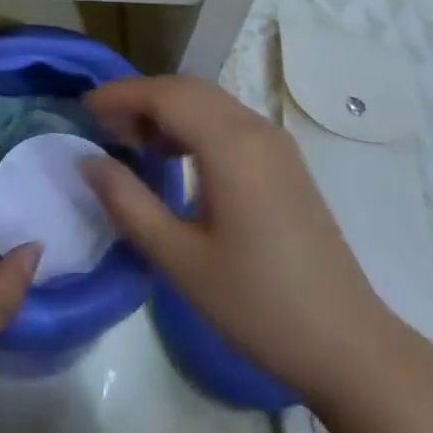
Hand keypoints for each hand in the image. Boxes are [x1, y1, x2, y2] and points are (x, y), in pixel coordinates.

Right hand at [80, 74, 385, 404]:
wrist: (348, 344)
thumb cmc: (258, 305)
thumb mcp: (181, 260)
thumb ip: (129, 204)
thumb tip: (89, 161)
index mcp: (230, 144)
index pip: (165, 94)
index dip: (120, 94)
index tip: (84, 109)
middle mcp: (254, 127)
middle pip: (187, 88)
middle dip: (142, 98)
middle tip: (106, 128)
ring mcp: (275, 141)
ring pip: (209, 100)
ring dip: (169, 108)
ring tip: (136, 143)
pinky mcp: (285, 159)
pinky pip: (229, 119)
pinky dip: (195, 122)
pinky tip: (178, 159)